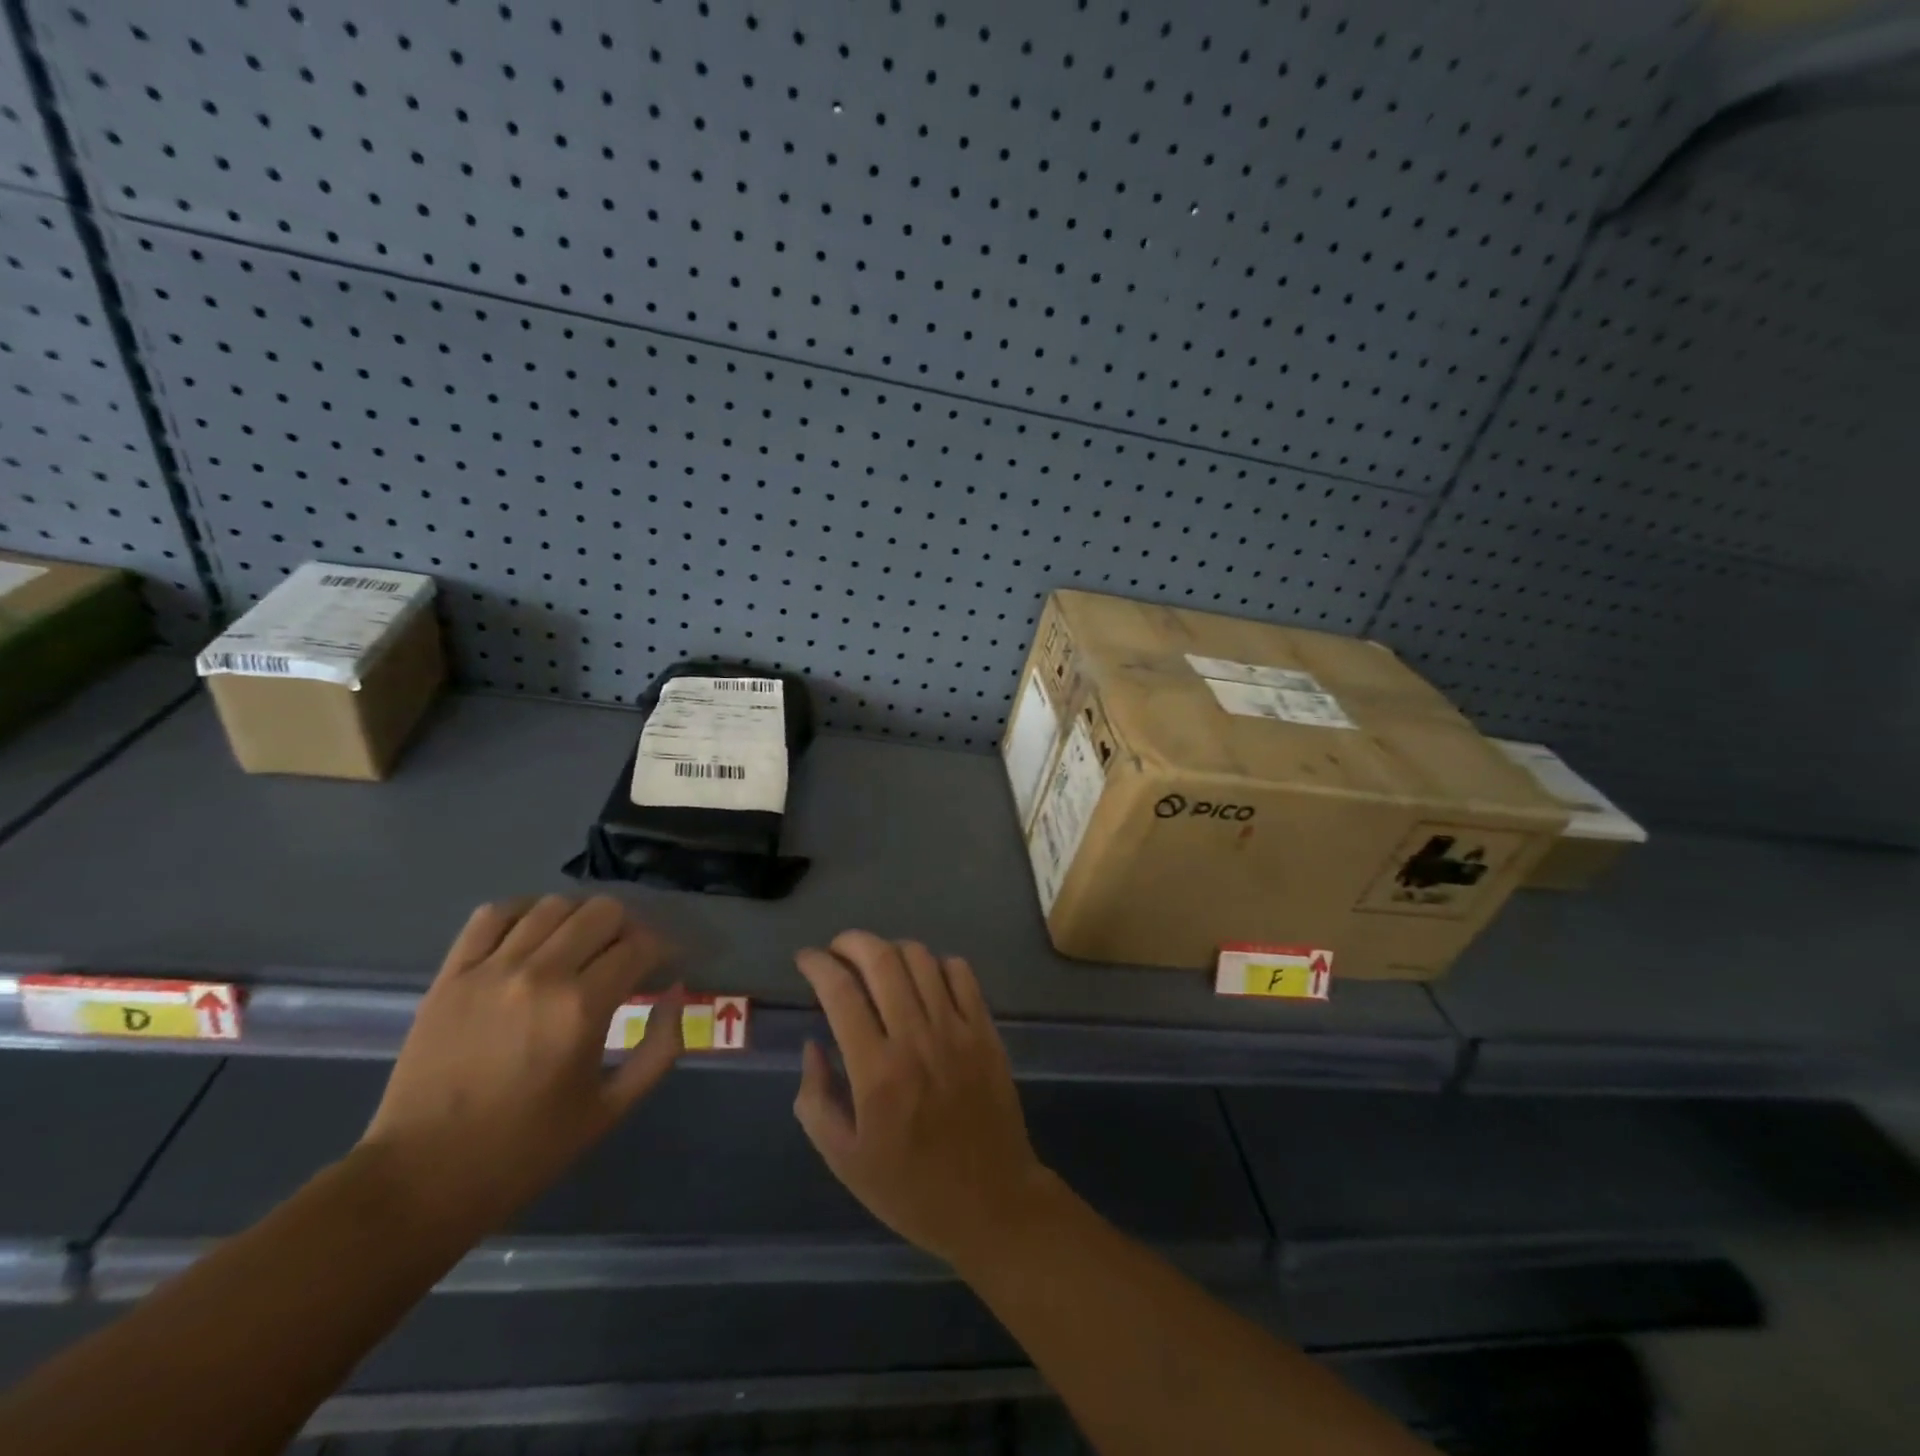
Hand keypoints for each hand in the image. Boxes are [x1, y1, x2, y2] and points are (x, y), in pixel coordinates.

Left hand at [359, 895, 683, 1240]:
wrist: (419, 1181)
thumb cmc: (525, 1151)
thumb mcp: (611, 1109)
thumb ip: (658, 1048)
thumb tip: (675, 992)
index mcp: (582, 1009)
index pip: (640, 946)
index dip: (662, 950)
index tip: (664, 964)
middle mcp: (540, 975)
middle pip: (603, 912)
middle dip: (627, 928)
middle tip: (626, 956)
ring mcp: (490, 970)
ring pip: (553, 905)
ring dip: (579, 919)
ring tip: (581, 946)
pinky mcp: (451, 975)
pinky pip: (492, 915)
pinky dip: (523, 913)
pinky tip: (533, 935)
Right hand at [792, 931, 1056, 1268]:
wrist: (991, 1201)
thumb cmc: (910, 1188)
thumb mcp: (844, 1160)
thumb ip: (816, 1099)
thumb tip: (812, 1044)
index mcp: (876, 1072)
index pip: (840, 992)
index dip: (817, 965)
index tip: (805, 959)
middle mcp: (917, 1038)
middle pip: (881, 959)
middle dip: (851, 942)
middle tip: (836, 951)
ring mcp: (957, 1029)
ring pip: (921, 958)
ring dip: (891, 949)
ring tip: (876, 964)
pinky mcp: (986, 1030)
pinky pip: (961, 972)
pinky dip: (935, 963)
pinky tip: (922, 980)